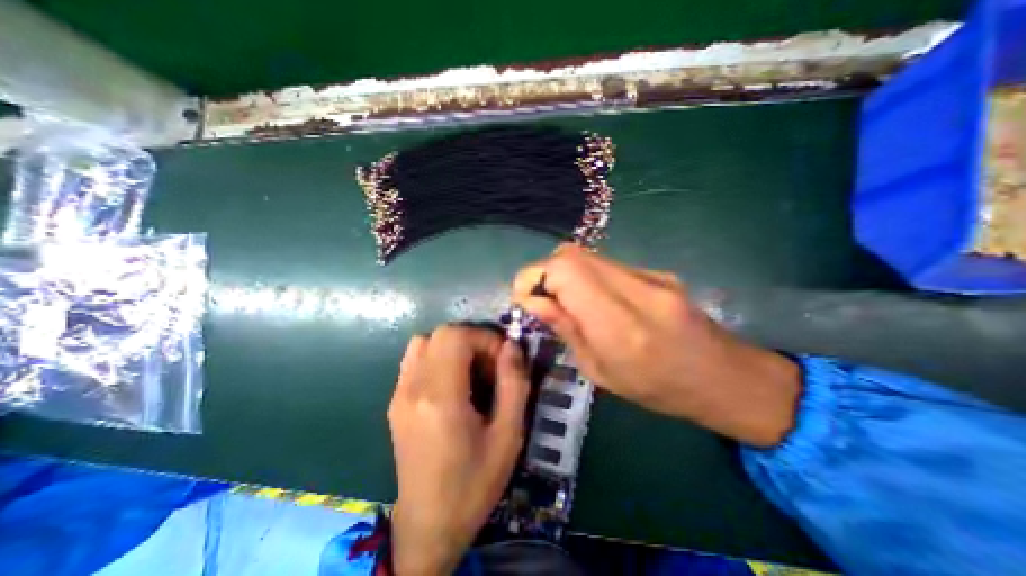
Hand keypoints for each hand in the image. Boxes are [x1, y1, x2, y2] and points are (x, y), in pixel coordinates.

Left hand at [387, 326, 528, 573]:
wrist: (428, 524)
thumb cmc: (474, 483)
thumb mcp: (508, 436)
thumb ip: (514, 384)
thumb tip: (512, 346)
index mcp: (441, 398)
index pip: (455, 336)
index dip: (484, 338)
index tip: (502, 359)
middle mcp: (413, 388)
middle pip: (440, 334)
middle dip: (472, 340)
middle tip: (490, 365)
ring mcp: (399, 394)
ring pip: (424, 342)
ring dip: (453, 347)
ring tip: (472, 371)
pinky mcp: (395, 401)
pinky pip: (415, 359)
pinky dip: (438, 357)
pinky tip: (453, 383)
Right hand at [514, 241, 800, 446]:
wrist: (723, 377)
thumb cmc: (657, 389)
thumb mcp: (599, 372)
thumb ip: (565, 329)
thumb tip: (531, 301)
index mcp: (620, 325)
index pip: (564, 271)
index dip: (534, 277)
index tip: (524, 300)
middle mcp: (635, 289)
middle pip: (571, 255)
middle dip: (544, 273)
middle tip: (541, 301)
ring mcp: (649, 274)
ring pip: (586, 255)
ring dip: (563, 274)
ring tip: (565, 303)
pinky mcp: (655, 271)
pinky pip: (605, 263)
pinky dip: (585, 276)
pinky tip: (593, 300)